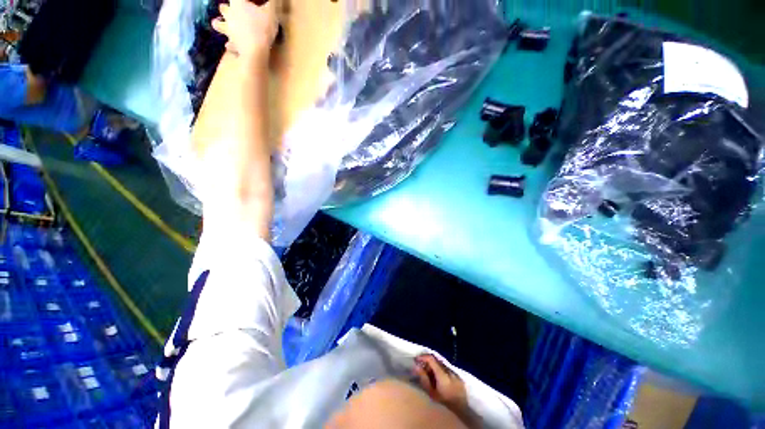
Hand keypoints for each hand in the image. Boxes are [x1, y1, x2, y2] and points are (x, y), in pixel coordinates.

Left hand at [212, 0, 278, 58]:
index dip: (241, 0)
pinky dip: (229, 44)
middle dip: (224, 8)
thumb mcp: (271, 13)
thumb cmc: (262, 28)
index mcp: (237, 4)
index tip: (246, 2)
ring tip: (218, 23)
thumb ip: (273, 4)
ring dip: (218, 24)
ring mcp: (230, 31)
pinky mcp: (233, 45)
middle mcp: (230, 15)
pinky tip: (229, 45)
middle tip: (227, 8)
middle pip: (222, 8)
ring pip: (218, 25)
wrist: (256, 50)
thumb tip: (276, 0)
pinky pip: (229, 44)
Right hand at [413, 354, 475, 424]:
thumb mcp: (431, 393)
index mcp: (442, 374)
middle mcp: (450, 371)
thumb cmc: (443, 404)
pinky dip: (441, 371)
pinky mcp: (459, 377)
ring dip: (434, 366)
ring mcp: (455, 373)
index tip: (416, 359)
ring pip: (442, 365)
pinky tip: (438, 378)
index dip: (423, 357)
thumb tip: (416, 366)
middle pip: (437, 360)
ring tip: (429, 374)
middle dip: (428, 362)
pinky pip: (448, 369)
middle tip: (421, 368)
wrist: (460, 412)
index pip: (431, 358)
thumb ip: (423, 378)